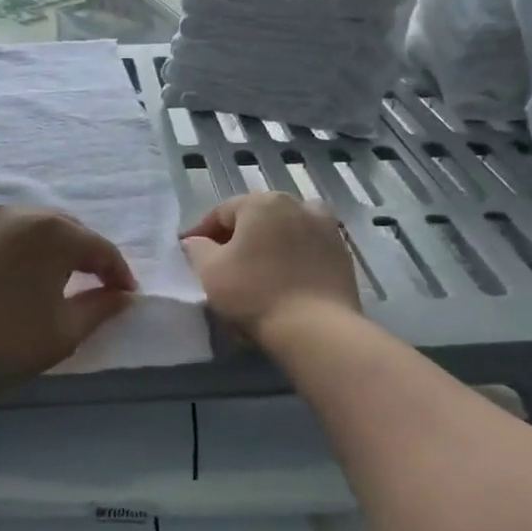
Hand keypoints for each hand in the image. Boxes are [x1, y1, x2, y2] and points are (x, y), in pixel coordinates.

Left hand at [0, 206, 137, 394]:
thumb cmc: (6, 340)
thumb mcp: (65, 331)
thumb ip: (101, 309)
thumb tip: (122, 297)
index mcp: (54, 230)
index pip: (100, 248)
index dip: (119, 273)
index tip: (127, 297)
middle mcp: (22, 213)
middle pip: (69, 230)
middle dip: (89, 255)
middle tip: (99, 285)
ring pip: (36, 228)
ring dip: (56, 250)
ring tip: (63, 279)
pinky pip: (8, 236)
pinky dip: (25, 251)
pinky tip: (23, 276)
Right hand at [180, 193, 361, 344]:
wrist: (316, 328)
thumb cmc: (254, 293)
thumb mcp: (210, 271)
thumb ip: (197, 249)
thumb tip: (194, 241)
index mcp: (262, 203)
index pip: (222, 211)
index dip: (202, 231)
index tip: (189, 251)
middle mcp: (297, 204)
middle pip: (257, 216)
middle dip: (237, 235)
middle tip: (221, 261)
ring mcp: (325, 227)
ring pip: (286, 229)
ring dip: (269, 241)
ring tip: (257, 266)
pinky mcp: (342, 253)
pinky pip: (308, 247)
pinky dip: (293, 256)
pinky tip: (285, 277)